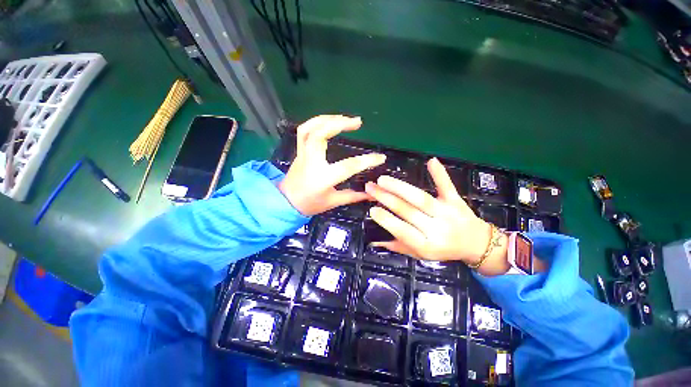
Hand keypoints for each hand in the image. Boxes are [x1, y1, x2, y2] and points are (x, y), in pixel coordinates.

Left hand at [278, 115, 385, 215]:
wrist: (286, 202)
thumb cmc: (310, 204)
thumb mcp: (333, 202)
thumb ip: (354, 196)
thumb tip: (373, 194)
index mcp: (322, 178)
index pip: (347, 166)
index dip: (366, 161)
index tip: (380, 157)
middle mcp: (311, 162)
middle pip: (320, 135)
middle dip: (339, 124)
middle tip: (358, 122)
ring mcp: (303, 154)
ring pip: (310, 129)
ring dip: (328, 118)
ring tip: (345, 118)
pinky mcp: (299, 151)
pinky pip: (304, 130)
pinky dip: (317, 121)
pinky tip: (329, 121)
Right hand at [365, 158, 494, 263]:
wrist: (477, 244)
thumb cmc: (443, 250)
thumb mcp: (420, 254)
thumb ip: (398, 246)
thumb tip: (374, 242)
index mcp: (427, 245)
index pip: (403, 231)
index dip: (387, 221)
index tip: (372, 209)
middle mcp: (437, 229)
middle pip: (408, 211)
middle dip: (386, 198)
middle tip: (370, 188)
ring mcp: (448, 213)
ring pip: (421, 198)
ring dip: (400, 187)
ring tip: (382, 179)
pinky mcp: (456, 201)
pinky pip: (447, 186)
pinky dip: (439, 174)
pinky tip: (431, 161)